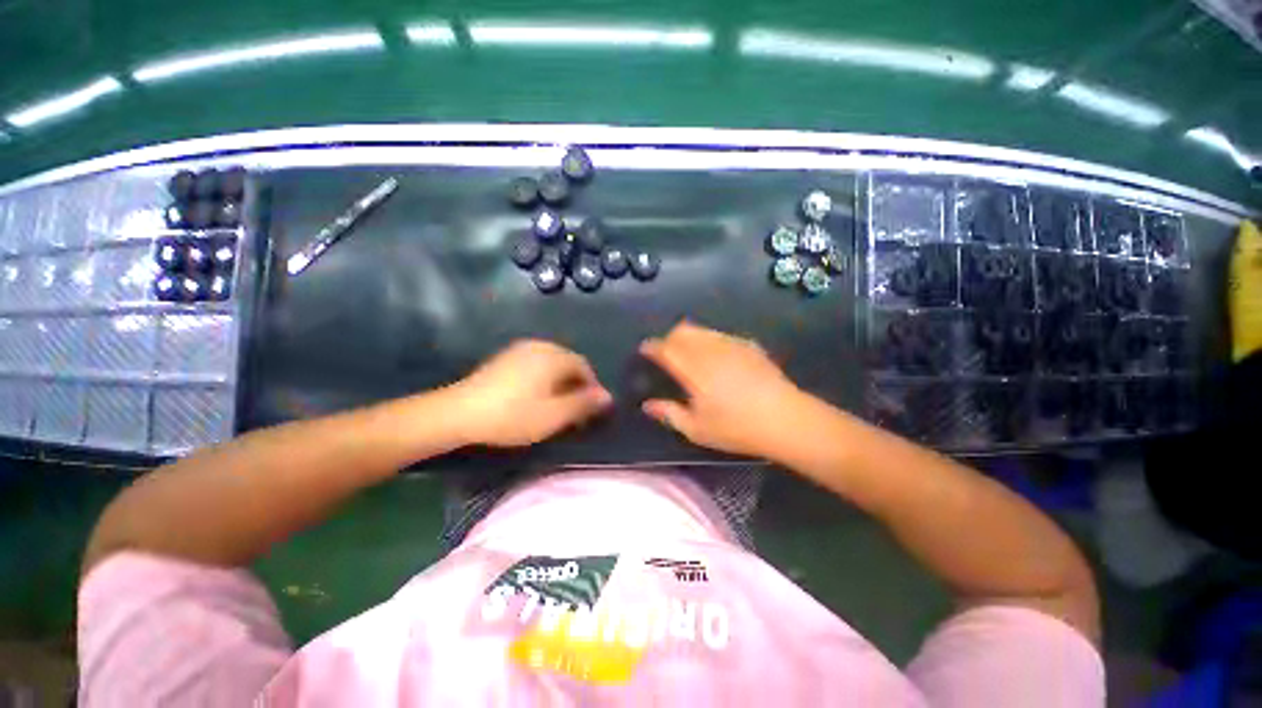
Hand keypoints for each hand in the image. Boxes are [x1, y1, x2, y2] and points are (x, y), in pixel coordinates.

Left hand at [453, 340, 612, 446]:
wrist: (458, 413)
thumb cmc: (513, 415)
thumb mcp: (554, 415)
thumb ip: (583, 404)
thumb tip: (608, 397)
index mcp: (554, 356)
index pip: (584, 367)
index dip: (592, 388)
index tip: (590, 410)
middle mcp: (540, 346)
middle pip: (568, 363)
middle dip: (576, 385)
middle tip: (574, 411)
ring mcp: (520, 350)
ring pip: (551, 364)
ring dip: (560, 383)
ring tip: (556, 406)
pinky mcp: (505, 358)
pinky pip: (535, 364)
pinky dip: (543, 379)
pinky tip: (534, 397)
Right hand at [639, 321, 805, 457]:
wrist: (785, 420)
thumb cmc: (736, 428)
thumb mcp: (697, 429)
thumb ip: (669, 413)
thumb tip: (647, 405)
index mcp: (693, 369)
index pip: (665, 348)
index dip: (652, 347)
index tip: (645, 350)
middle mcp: (709, 349)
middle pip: (682, 331)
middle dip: (669, 338)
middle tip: (666, 353)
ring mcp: (731, 344)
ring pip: (701, 330)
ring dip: (689, 337)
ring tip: (689, 354)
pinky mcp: (748, 345)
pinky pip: (720, 335)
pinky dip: (709, 340)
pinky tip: (716, 357)